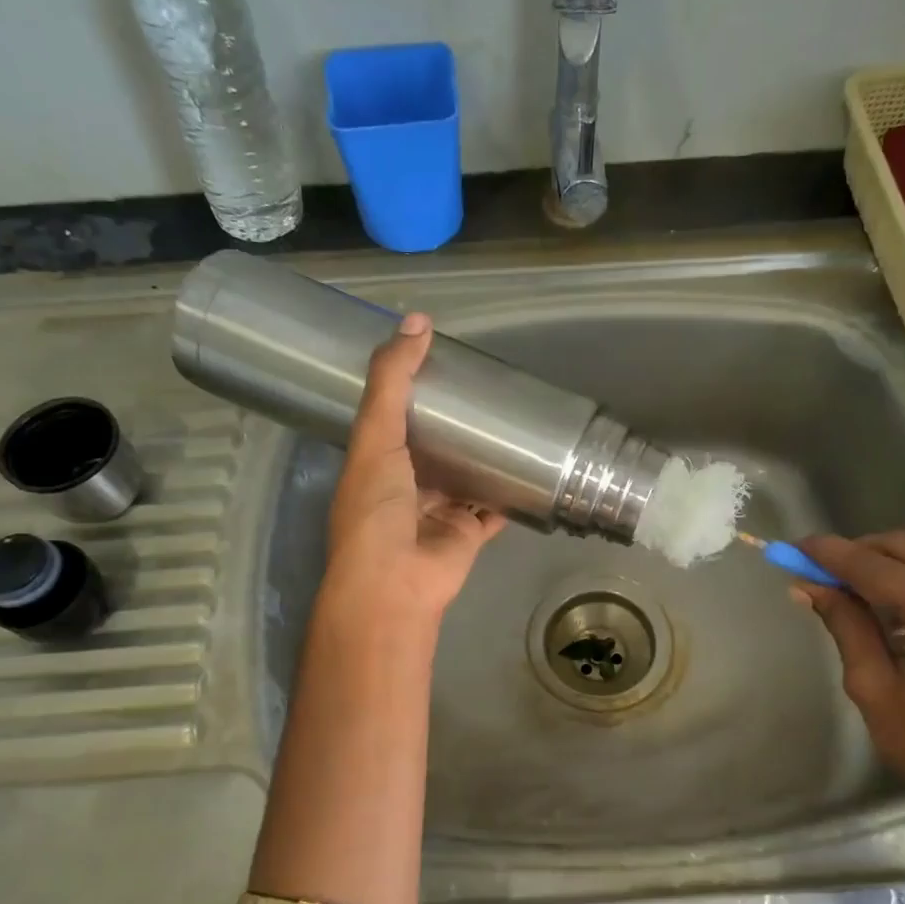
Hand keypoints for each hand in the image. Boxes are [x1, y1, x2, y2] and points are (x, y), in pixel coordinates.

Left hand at [323, 314, 506, 623]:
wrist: (396, 582)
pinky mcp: (468, 533)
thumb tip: (417, 321)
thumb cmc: (376, 507)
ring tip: (513, 421)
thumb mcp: (375, 435)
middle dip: (456, 425)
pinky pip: (492, 509)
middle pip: (434, 449)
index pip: (393, 420)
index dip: (412, 393)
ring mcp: (438, 512)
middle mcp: (405, 488)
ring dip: (484, 458)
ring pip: (465, 479)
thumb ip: (392, 381)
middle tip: (486, 389)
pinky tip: (530, 469)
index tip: (442, 363)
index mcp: (374, 464)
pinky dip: (508, 494)